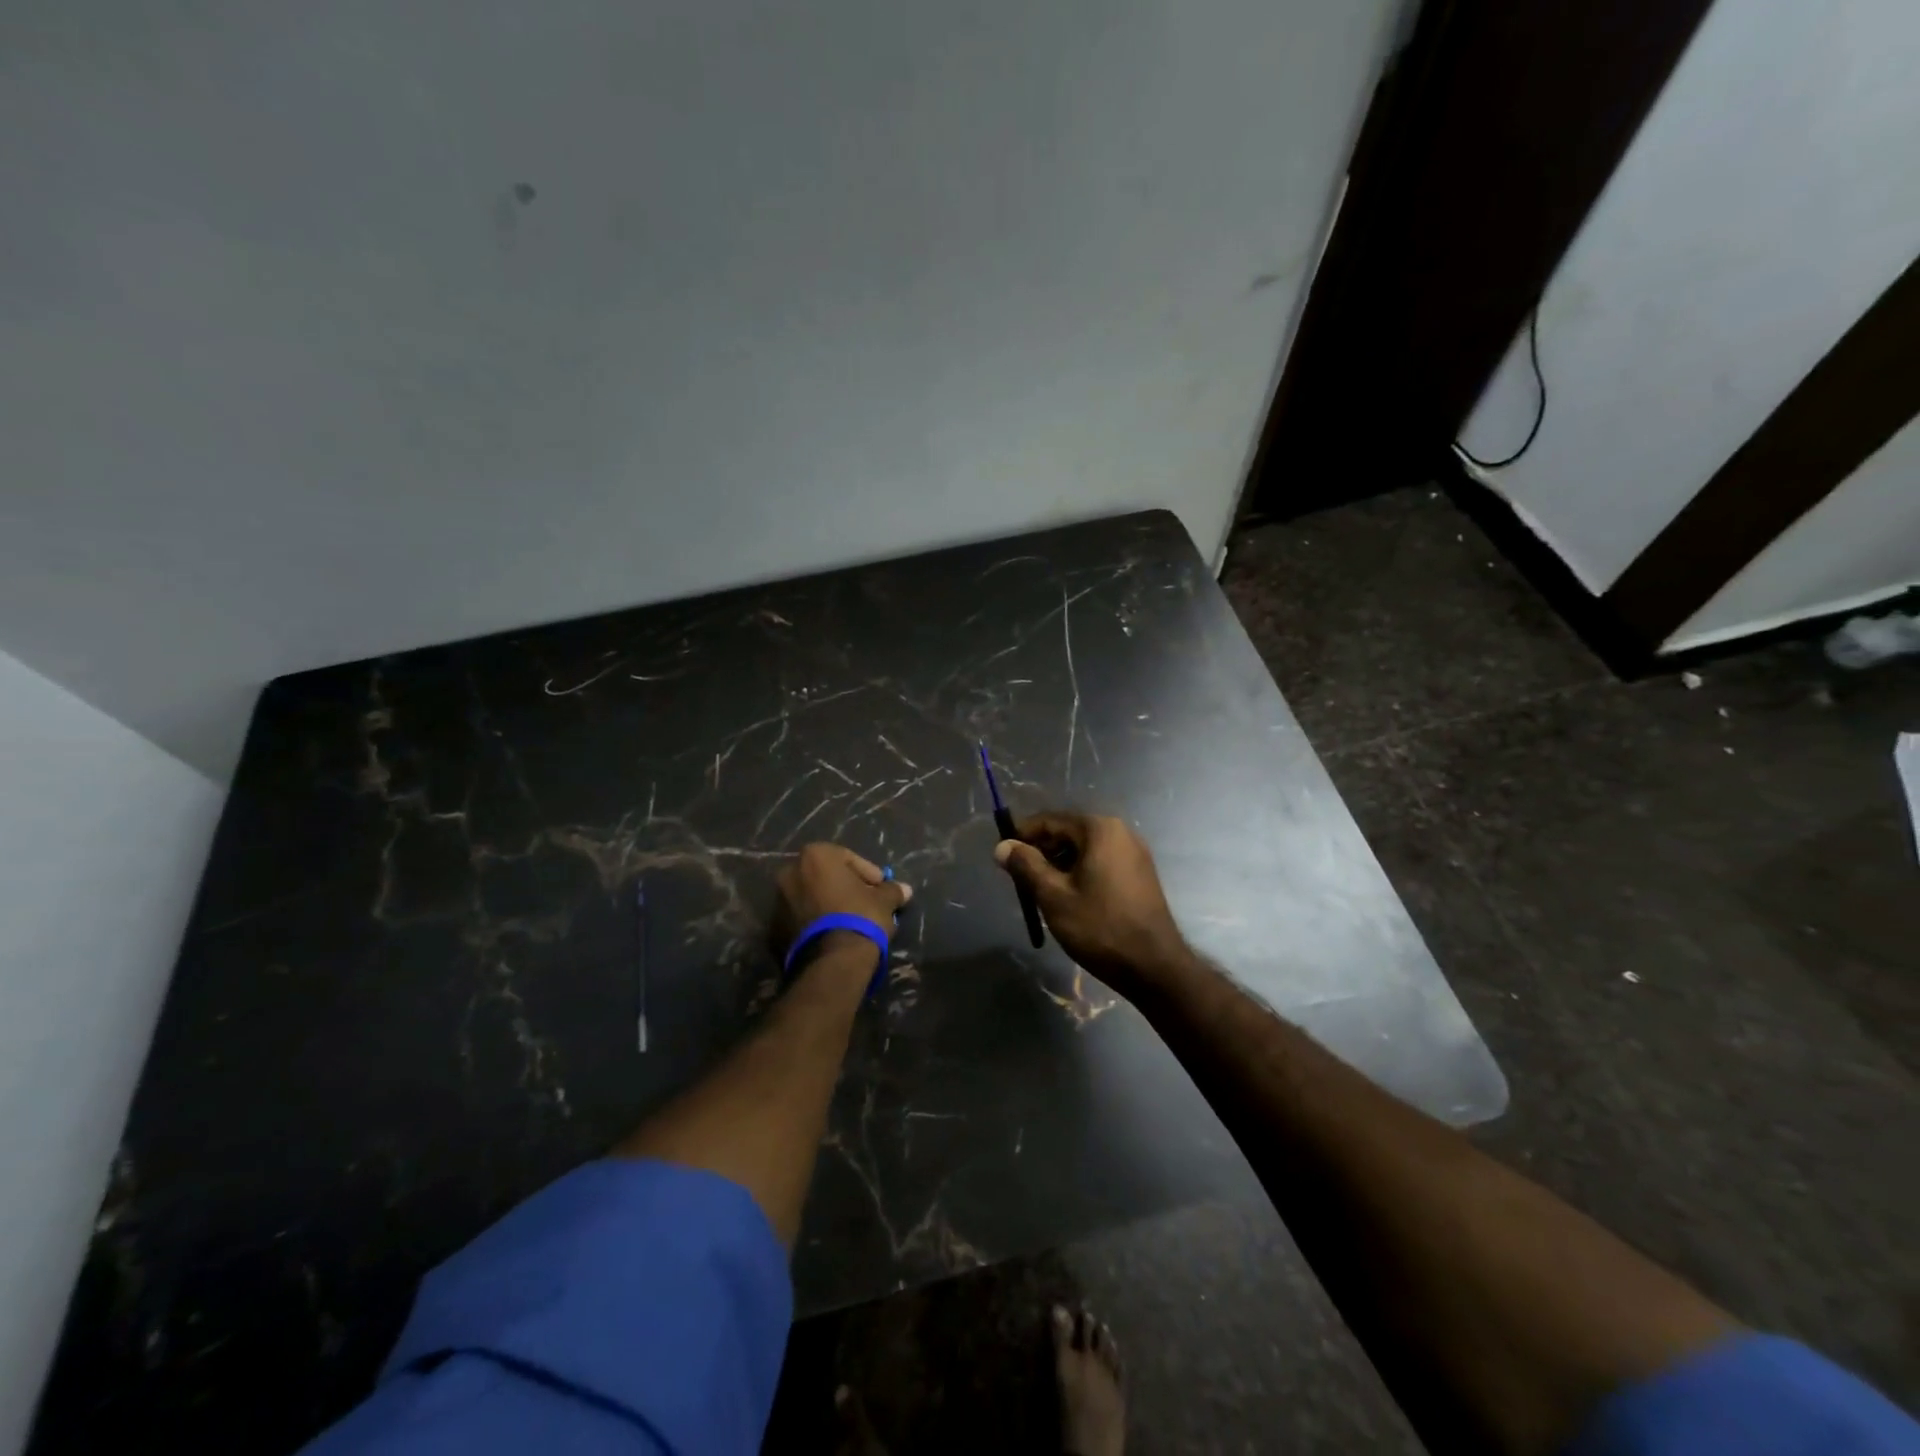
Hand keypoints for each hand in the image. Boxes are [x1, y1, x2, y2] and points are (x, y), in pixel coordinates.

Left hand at [776, 843, 911, 958]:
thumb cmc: (860, 917)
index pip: (848, 858)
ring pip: (810, 897)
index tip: (881, 889)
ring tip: (849, 923)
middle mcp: (790, 873)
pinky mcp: (773, 930)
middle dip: (845, 888)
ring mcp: (777, 902)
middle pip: (825, 876)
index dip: (868, 874)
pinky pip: (800, 919)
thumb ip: (892, 890)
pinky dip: (814, 923)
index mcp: (815, 856)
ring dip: (828, 905)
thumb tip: (905, 889)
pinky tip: (833, 936)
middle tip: (865, 904)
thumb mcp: (884, 901)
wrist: (831, 962)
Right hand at [993, 812, 1190, 997]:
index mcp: (1099, 829)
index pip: (1050, 820)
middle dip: (1041, 852)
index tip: (1003, 856)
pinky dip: (1080, 872)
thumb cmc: (1100, 927)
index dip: (1022, 835)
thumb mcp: (1054, 896)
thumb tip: (1002, 846)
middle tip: (1020, 879)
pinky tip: (1069, 898)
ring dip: (1059, 864)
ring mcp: (1134, 853)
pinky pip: (1101, 862)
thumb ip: (1026, 866)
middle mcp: (1120, 832)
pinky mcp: (1140, 874)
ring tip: (1041, 892)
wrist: (1154, 967)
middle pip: (1068, 832)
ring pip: (1084, 849)